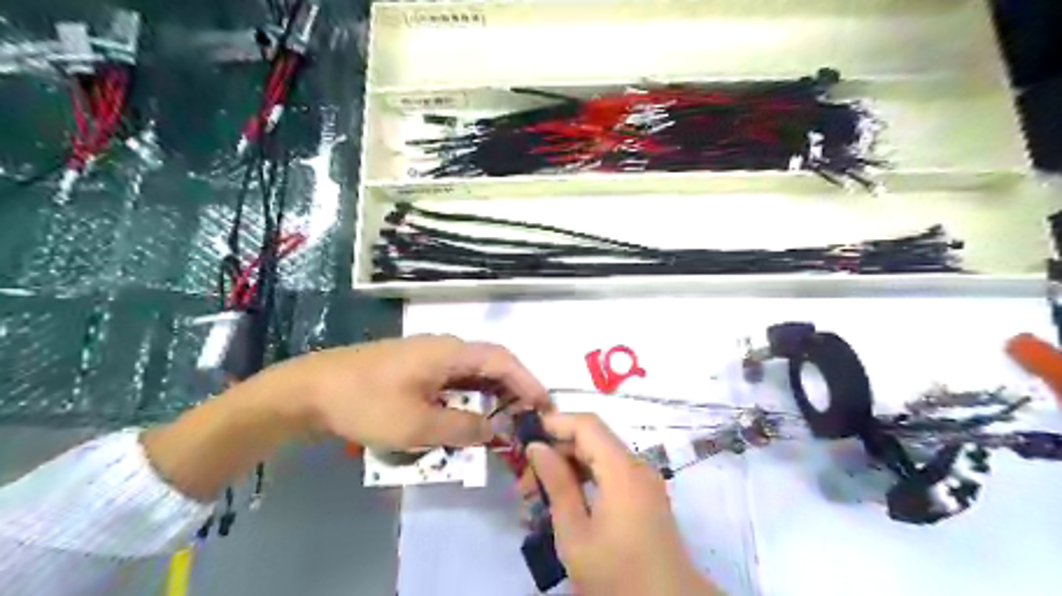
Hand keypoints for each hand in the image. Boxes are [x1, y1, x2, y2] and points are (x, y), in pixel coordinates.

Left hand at [277, 333, 552, 448]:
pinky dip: (469, 396)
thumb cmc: (366, 403)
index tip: (545, 405)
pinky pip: (454, 379)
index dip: (528, 381)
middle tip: (528, 419)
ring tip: (506, 421)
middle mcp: (445, 347)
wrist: (310, 389)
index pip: (503, 360)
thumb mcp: (417, 424)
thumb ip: (462, 427)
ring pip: (472, 372)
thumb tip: (495, 430)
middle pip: (491, 363)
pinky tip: (470, 416)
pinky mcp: (416, 367)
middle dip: (513, 390)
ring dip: (491, 395)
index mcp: (450, 352)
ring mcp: (429, 355)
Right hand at [529, 415, 722, 594]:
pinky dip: (587, 477)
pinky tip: (566, 498)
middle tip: (526, 479)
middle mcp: (638, 466)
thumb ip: (557, 484)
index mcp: (622, 469)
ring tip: (539, 492)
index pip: (587, 424)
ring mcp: (645, 480)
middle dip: (557, 449)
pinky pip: (612, 471)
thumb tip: (537, 447)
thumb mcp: (575, 533)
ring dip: (570, 465)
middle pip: (594, 438)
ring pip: (601, 455)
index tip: (525, 437)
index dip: (555, 422)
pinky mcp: (646, 495)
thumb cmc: (616, 574)